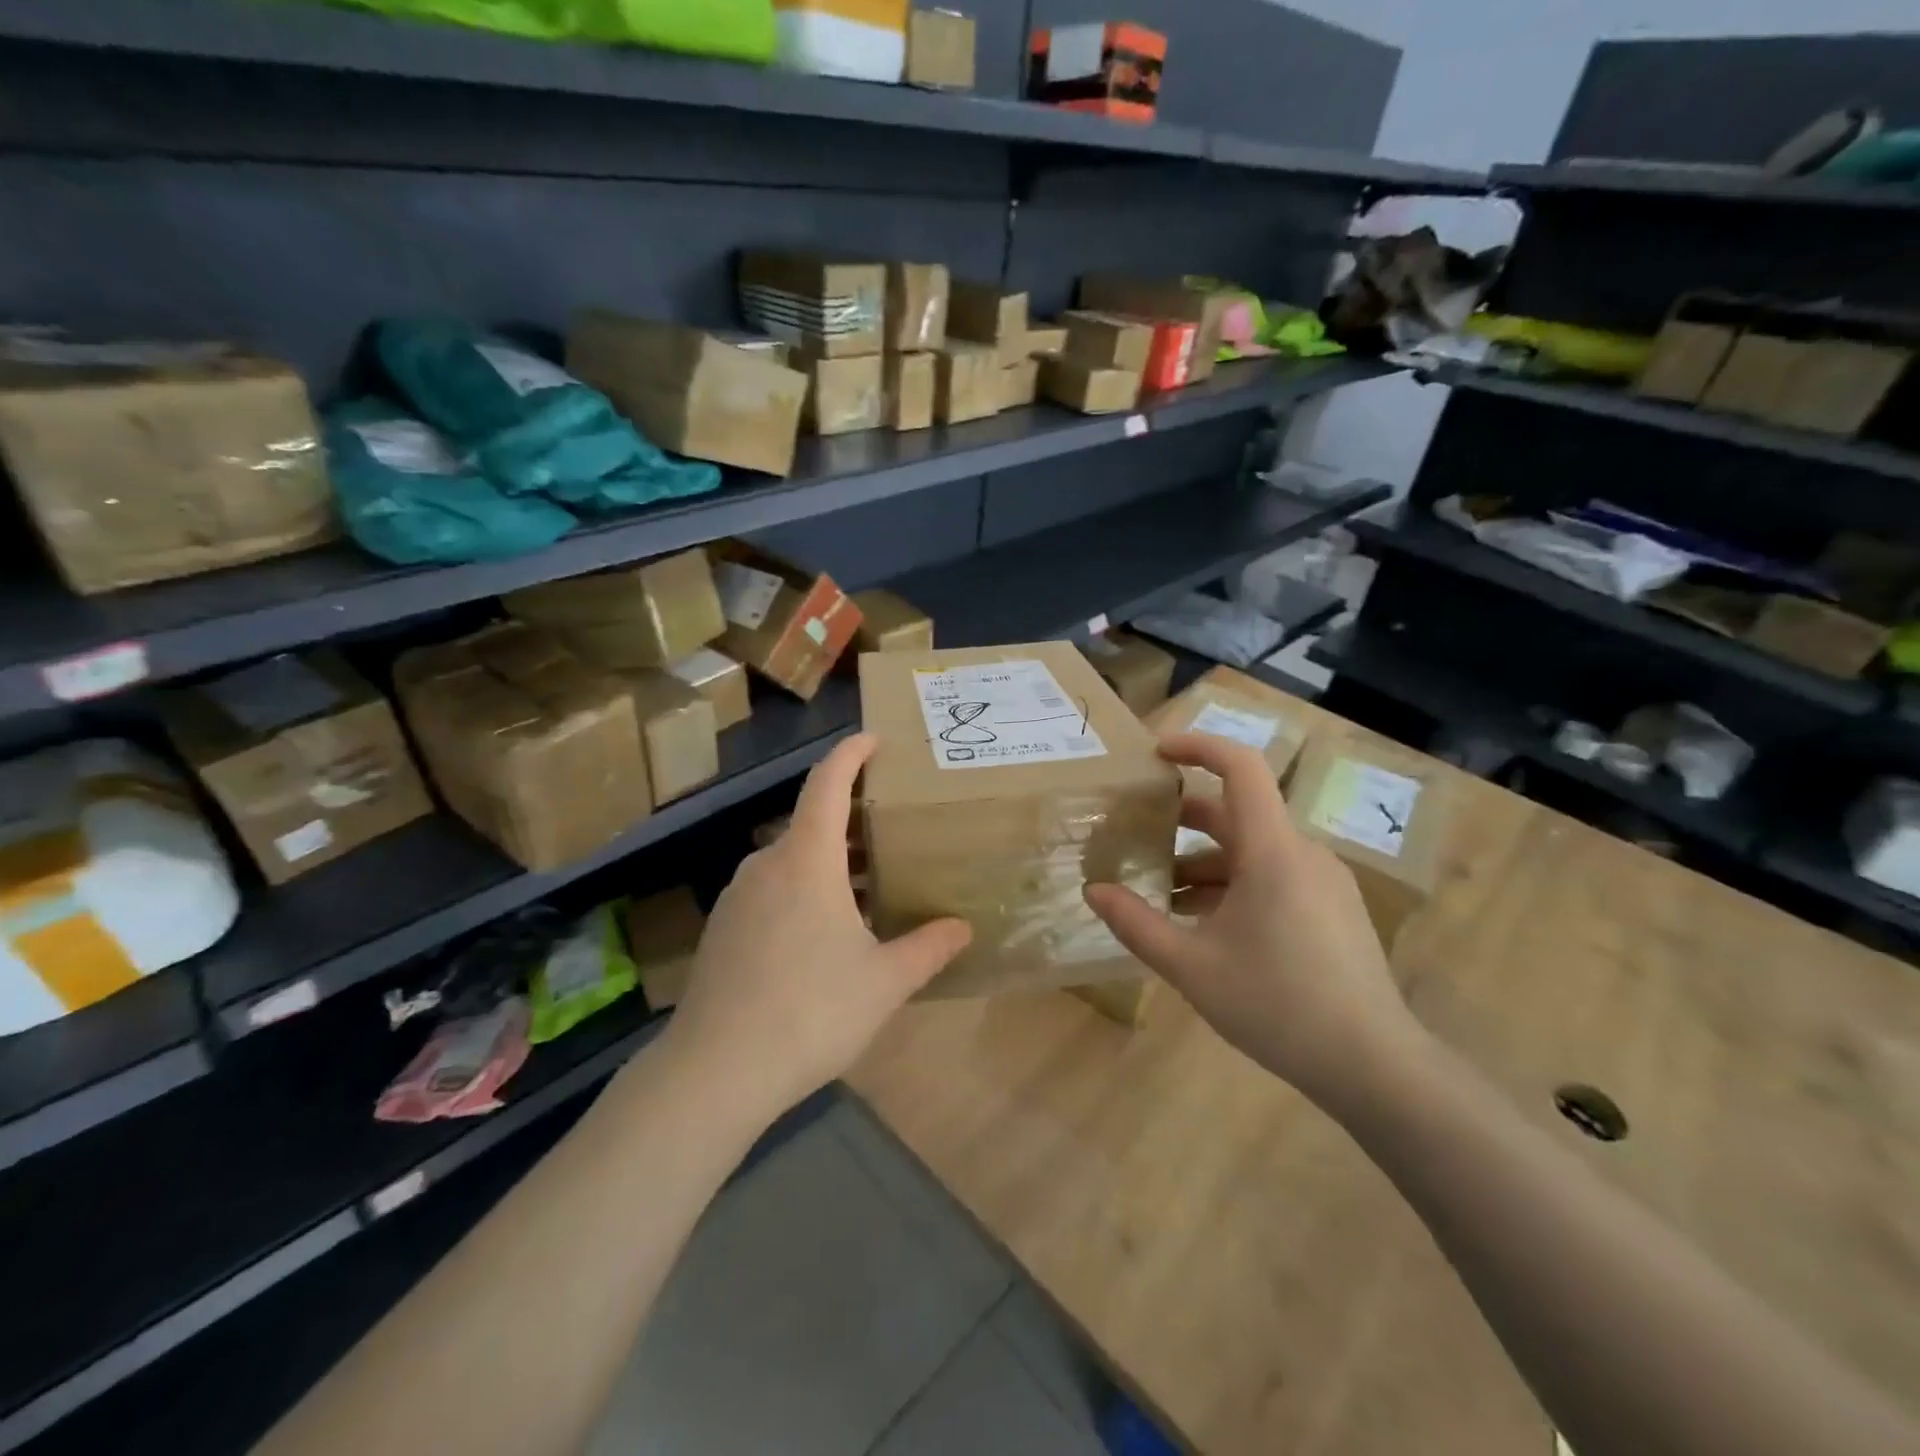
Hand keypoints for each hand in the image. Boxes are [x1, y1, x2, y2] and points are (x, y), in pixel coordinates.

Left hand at [660, 733, 971, 1125]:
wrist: (715, 1070)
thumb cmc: (811, 1010)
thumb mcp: (884, 981)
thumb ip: (927, 948)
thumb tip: (962, 928)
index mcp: (807, 860)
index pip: (827, 784)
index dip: (850, 754)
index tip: (871, 739)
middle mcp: (766, 865)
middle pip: (810, 824)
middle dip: (849, 822)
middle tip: (888, 833)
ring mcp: (737, 897)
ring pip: (789, 861)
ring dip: (826, 863)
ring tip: (864, 888)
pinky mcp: (722, 929)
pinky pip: (769, 891)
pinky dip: (800, 892)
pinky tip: (820, 935)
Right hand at [1084, 732, 1422, 1108]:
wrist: (1374, 1065)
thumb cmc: (1278, 1005)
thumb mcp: (1192, 967)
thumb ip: (1137, 925)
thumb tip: (1094, 892)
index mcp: (1273, 851)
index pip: (1240, 768)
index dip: (1197, 746)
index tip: (1155, 753)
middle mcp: (1302, 853)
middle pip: (1236, 814)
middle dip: (1181, 821)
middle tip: (1133, 835)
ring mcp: (1322, 881)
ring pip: (1251, 851)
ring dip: (1203, 863)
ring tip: (1160, 895)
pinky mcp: (1331, 908)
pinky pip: (1273, 876)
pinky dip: (1232, 885)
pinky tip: (1204, 926)